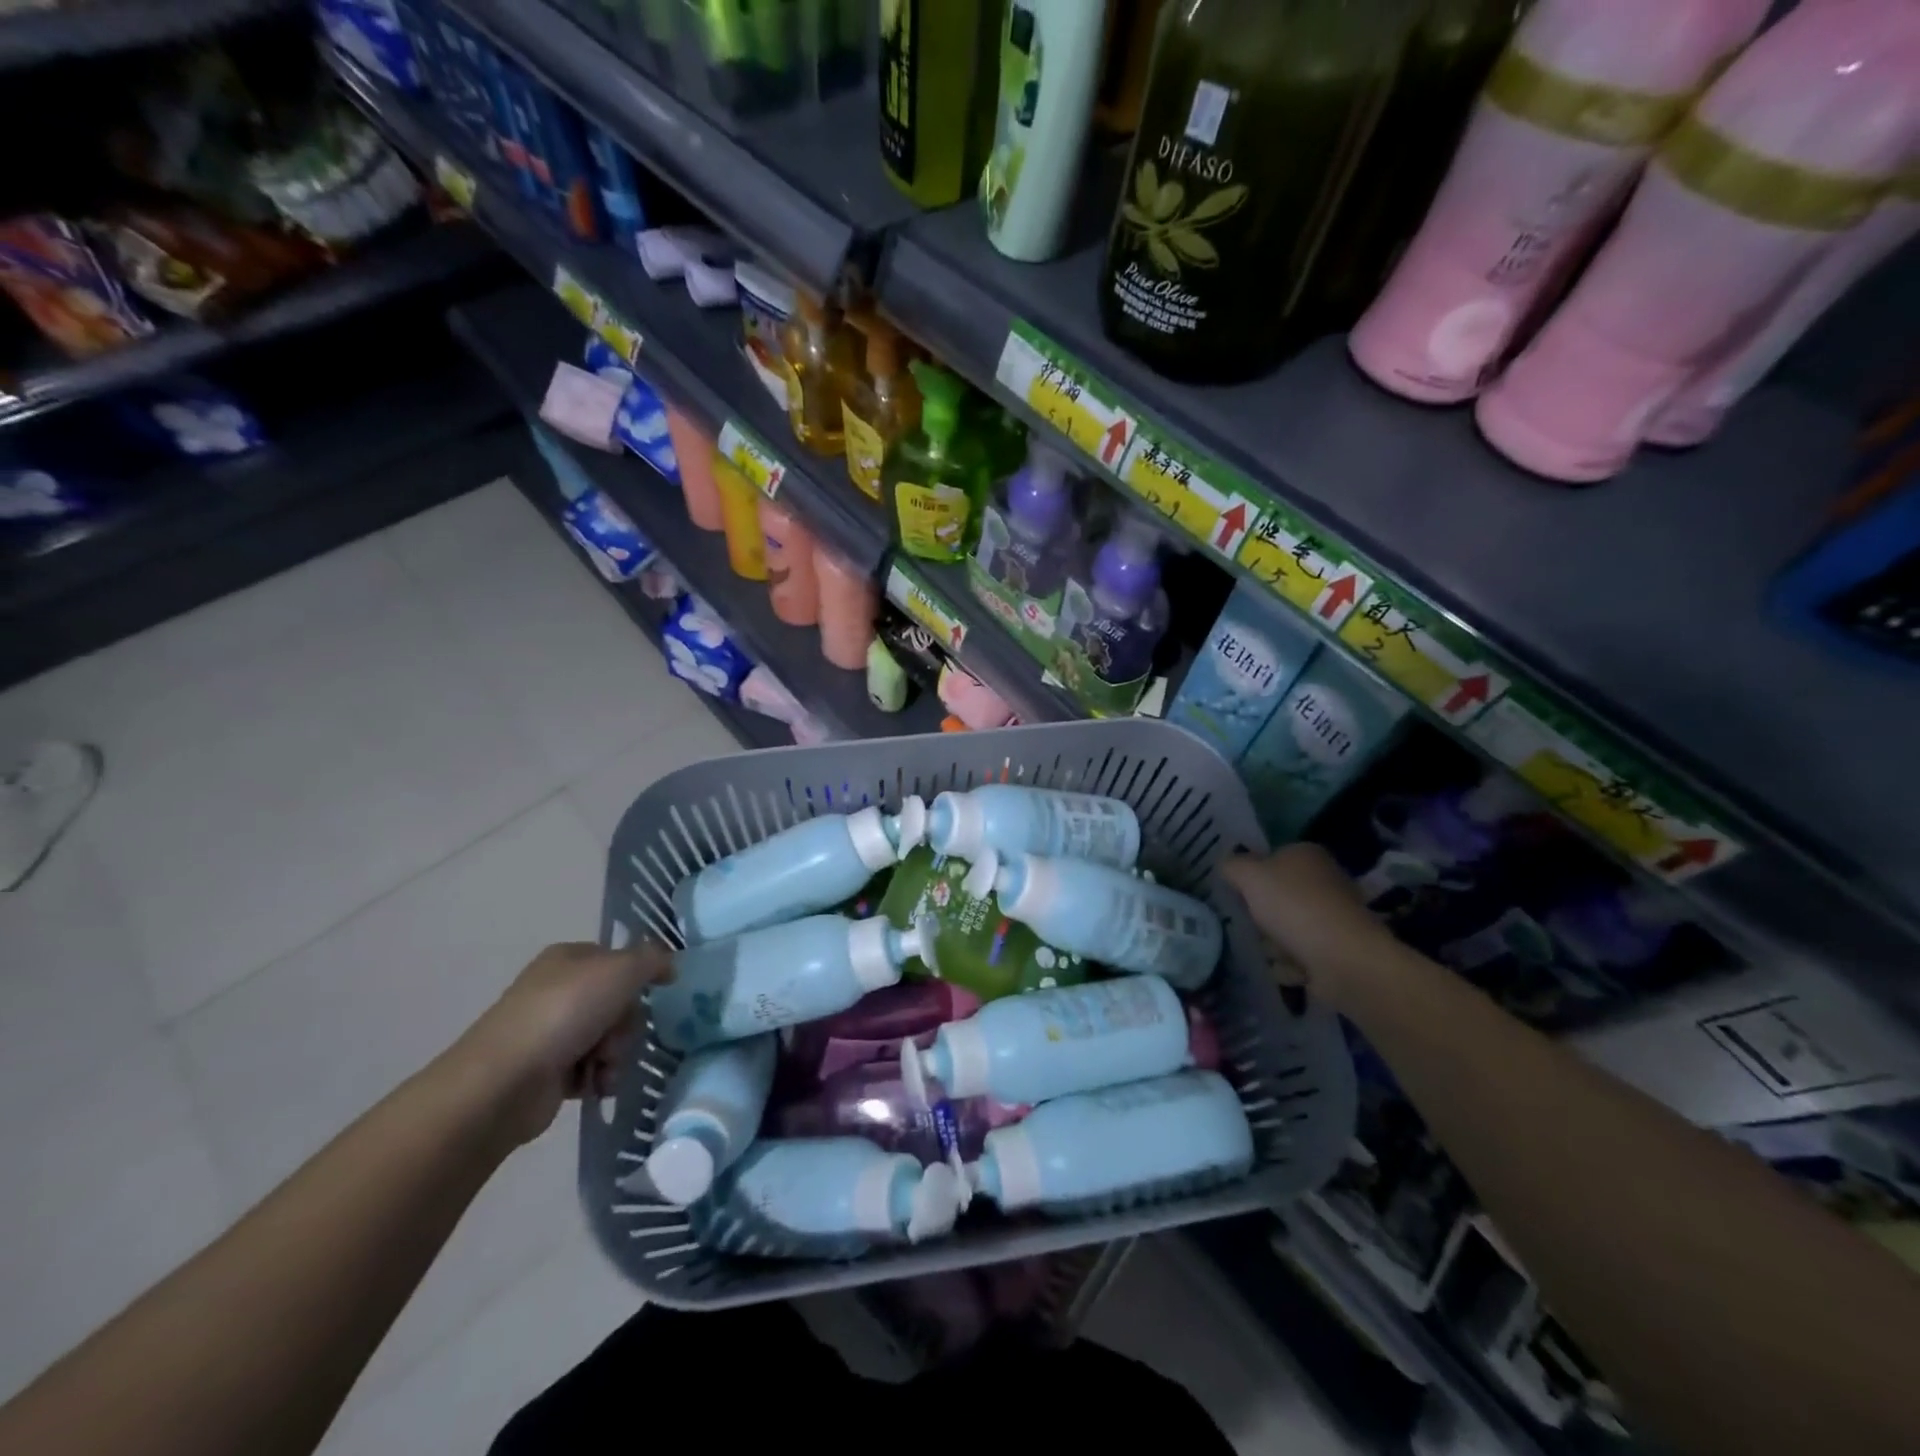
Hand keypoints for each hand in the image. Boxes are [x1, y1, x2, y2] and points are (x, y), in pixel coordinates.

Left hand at [448, 942, 672, 1146]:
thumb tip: (670, 965)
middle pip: (620, 1004)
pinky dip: (598, 1078)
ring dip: (616, 1055)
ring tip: (602, 1068)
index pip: (621, 961)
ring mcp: (552, 1031)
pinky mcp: (548, 1070)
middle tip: (615, 1038)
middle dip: (626, 1026)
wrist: (504, 1082)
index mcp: (570, 958)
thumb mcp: (621, 970)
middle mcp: (560, 990)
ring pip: (610, 1038)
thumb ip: (653, 960)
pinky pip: (592, 1069)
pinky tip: (593, 1086)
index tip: (652, 995)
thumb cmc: (564, 1012)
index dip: (639, 979)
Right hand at [1221, 844, 1383, 1011]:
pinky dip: (1293, 964)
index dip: (1252, 875)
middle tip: (1250, 924)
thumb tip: (1228, 866)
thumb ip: (1232, 866)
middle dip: (1263, 913)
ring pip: (1291, 926)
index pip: (1272, 857)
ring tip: (1268, 951)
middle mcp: (1326, 879)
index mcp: (1307, 854)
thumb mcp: (1249, 875)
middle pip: (1280, 895)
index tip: (1237, 893)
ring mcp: (1336, 915)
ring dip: (1275, 942)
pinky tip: (1287, 969)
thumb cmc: (1293, 907)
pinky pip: (1305, 954)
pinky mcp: (1341, 948)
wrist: (1343, 958)